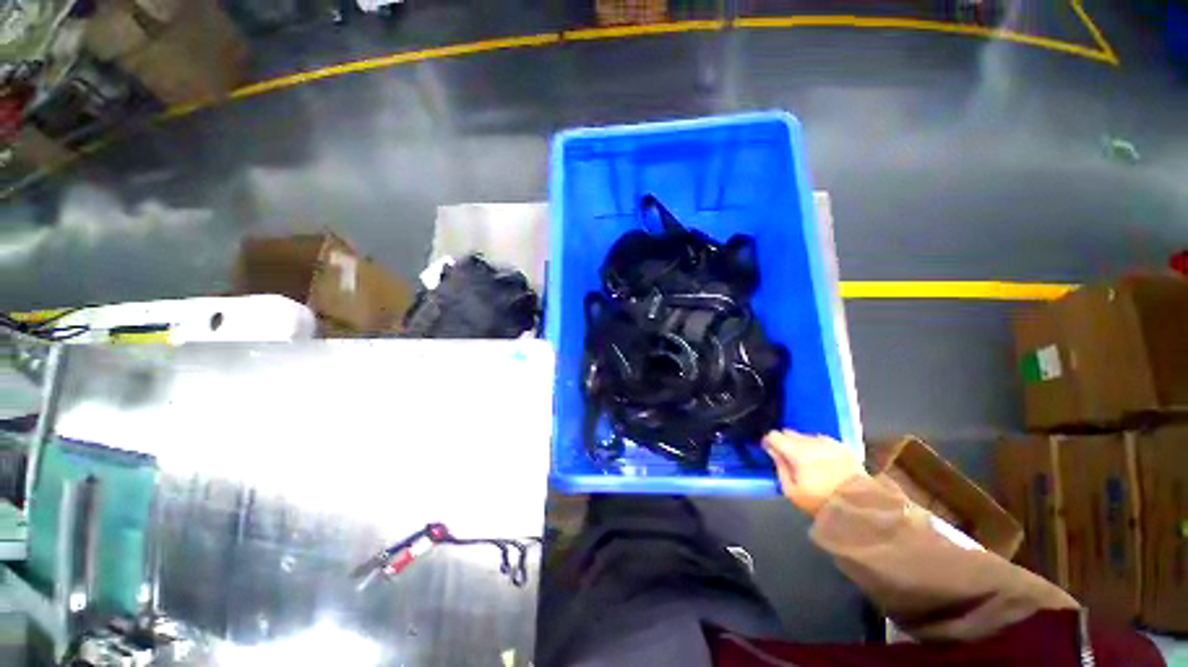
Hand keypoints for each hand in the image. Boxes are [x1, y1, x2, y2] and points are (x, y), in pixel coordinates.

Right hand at [763, 430, 866, 516]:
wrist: (860, 504)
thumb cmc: (820, 500)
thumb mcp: (791, 491)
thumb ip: (779, 467)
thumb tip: (772, 451)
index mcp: (795, 450)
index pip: (774, 435)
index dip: (769, 441)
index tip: (769, 451)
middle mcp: (810, 440)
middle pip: (789, 433)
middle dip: (785, 442)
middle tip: (789, 459)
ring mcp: (828, 442)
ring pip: (806, 437)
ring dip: (802, 445)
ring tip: (808, 462)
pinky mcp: (842, 446)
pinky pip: (823, 441)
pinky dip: (819, 448)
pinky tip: (824, 462)